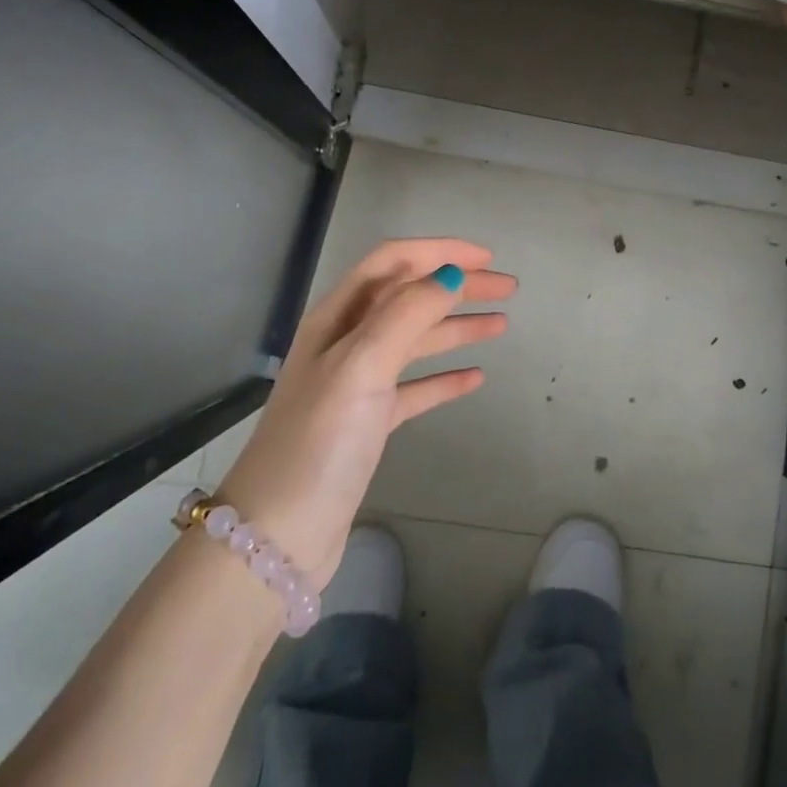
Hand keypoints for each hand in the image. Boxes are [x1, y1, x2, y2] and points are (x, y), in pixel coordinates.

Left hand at [216, 238, 515, 586]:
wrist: (279, 534)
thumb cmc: (319, 441)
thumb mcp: (361, 366)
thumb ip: (406, 314)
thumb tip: (449, 274)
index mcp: (338, 318)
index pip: (392, 263)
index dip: (439, 252)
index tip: (486, 258)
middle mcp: (346, 342)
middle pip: (409, 298)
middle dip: (457, 286)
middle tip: (507, 289)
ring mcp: (357, 384)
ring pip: (415, 341)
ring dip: (456, 327)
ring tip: (501, 324)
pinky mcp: (368, 423)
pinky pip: (414, 388)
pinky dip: (444, 378)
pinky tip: (474, 378)